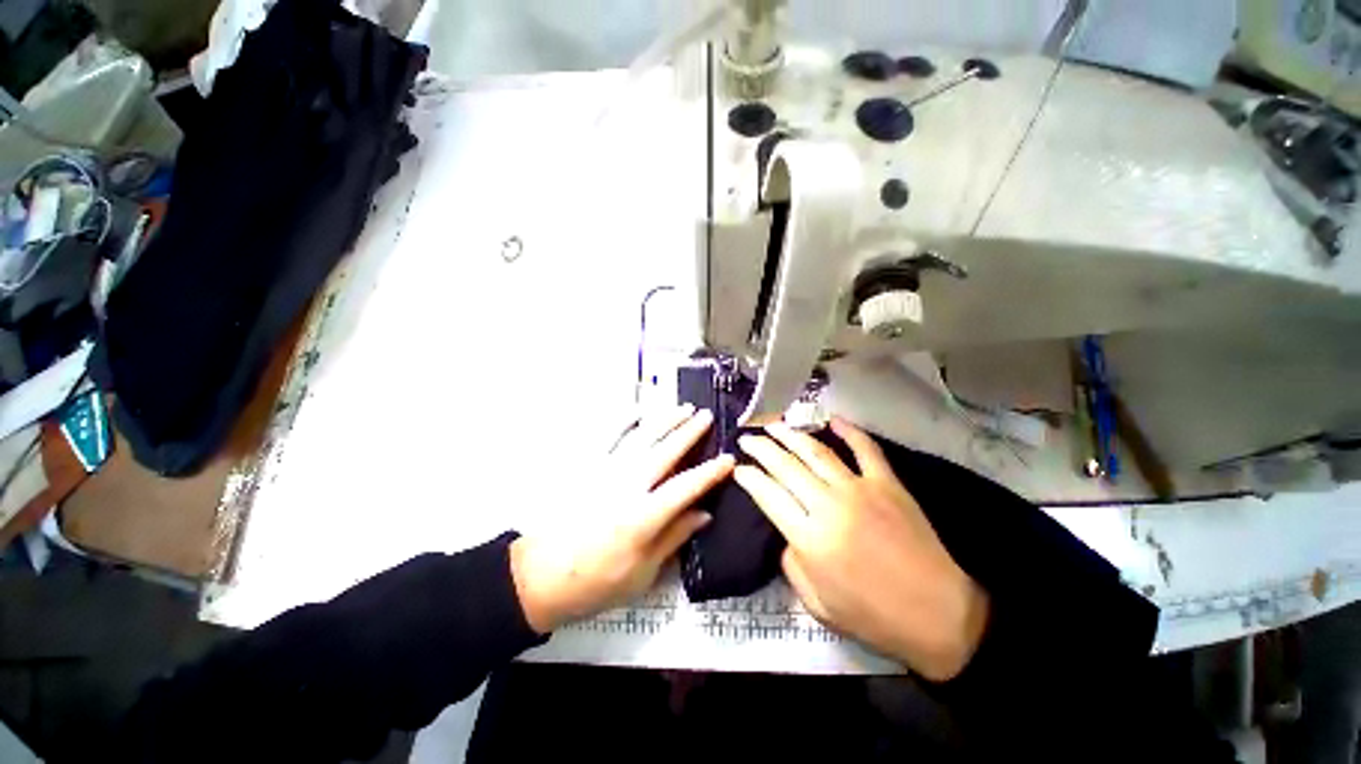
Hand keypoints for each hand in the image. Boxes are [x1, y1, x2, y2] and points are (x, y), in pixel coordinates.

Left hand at [510, 404, 733, 633]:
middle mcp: (627, 487)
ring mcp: (606, 473)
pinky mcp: (589, 469)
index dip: (710, 472)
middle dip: (689, 432)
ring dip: (664, 421)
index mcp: (643, 517)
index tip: (729, 459)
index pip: (685, 487)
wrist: (541, 576)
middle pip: (664, 452)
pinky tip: (639, 410)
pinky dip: (626, 420)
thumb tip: (704, 514)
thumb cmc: (596, 583)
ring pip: (641, 438)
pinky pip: (610, 437)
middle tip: (706, 416)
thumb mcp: (642, 573)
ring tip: (683, 407)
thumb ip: (674, 537)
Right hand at [733, 418, 988, 680]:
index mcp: (809, 539)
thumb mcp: (816, 603)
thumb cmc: (872, 616)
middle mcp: (828, 506)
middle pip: (785, 466)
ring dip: (791, 435)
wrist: (937, 615)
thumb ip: (791, 563)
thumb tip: (786, 531)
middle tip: (746, 437)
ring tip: (773, 424)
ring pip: (816, 452)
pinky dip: (850, 431)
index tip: (737, 467)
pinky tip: (832, 419)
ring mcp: (860, 490)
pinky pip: (865, 449)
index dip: (748, 477)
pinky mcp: (888, 484)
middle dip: (761, 448)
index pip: (767, 494)